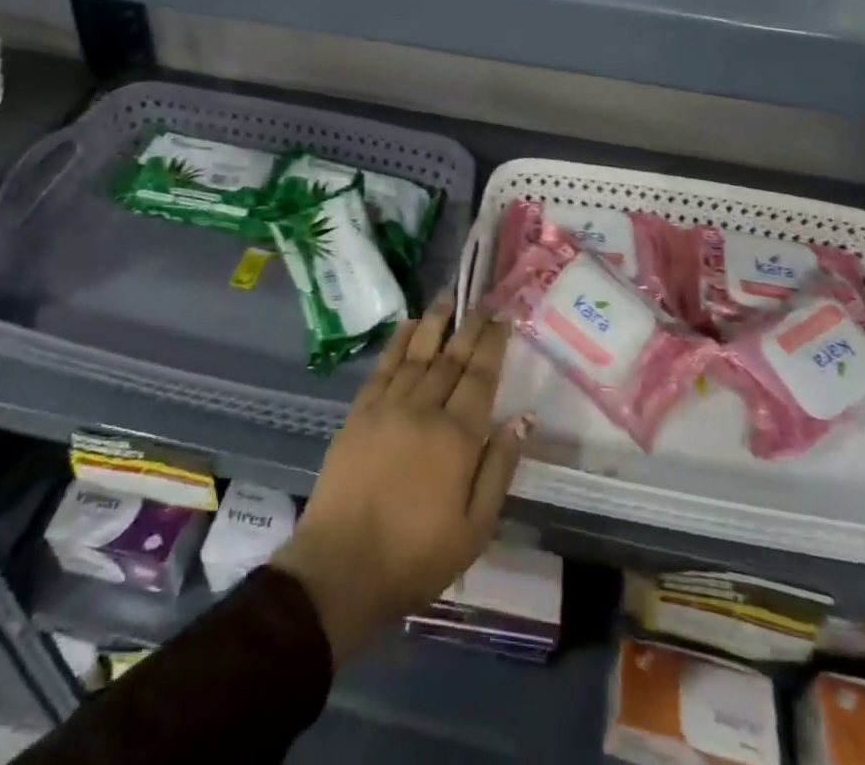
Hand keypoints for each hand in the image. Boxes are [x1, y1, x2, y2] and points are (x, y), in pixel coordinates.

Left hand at [272, 295, 531, 661]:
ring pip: (417, 353)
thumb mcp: (475, 529)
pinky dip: (397, 342)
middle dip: (469, 326)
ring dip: (434, 322)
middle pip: (451, 358)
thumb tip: (522, 418)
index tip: (503, 318)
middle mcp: (424, 410)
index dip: (493, 344)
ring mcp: (388, 406)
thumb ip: (499, 468)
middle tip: (482, 300)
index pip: (481, 377)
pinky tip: (407, 325)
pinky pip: (383, 366)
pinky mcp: (360, 412)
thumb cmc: (416, 557)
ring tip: (447, 297)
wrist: (341, 567)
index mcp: (457, 438)